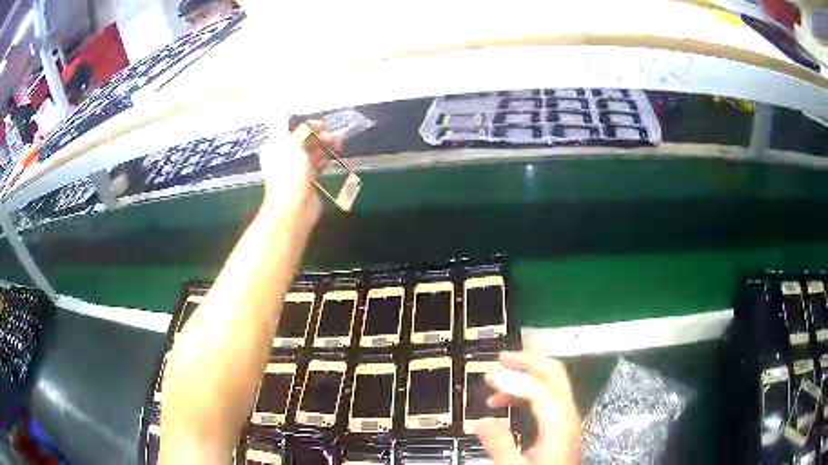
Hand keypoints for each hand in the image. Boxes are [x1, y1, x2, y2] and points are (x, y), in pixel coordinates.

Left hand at [258, 119, 341, 219]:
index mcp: (276, 146)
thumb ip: (280, 123)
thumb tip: (277, 107)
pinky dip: (325, 161)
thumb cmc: (288, 171)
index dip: (308, 125)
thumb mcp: (282, 141)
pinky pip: (317, 166)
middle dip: (320, 135)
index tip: (323, 124)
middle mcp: (285, 157)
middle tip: (335, 138)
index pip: (293, 129)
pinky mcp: (307, 182)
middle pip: (304, 140)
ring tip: (339, 147)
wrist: (295, 207)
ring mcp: (296, 170)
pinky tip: (330, 162)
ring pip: (313, 152)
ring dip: (325, 147)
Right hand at [476, 351, 580, 464]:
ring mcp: (566, 419)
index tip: (488, 377)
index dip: (513, 378)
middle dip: (528, 362)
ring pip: (550, 386)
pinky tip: (507, 404)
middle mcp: (567, 414)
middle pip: (554, 375)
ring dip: (524, 379)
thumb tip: (482, 420)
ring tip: (495, 386)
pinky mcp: (560, 427)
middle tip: (501, 359)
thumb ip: (500, 445)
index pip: (538, 388)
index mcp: (559, 423)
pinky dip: (526, 394)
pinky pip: (546, 400)